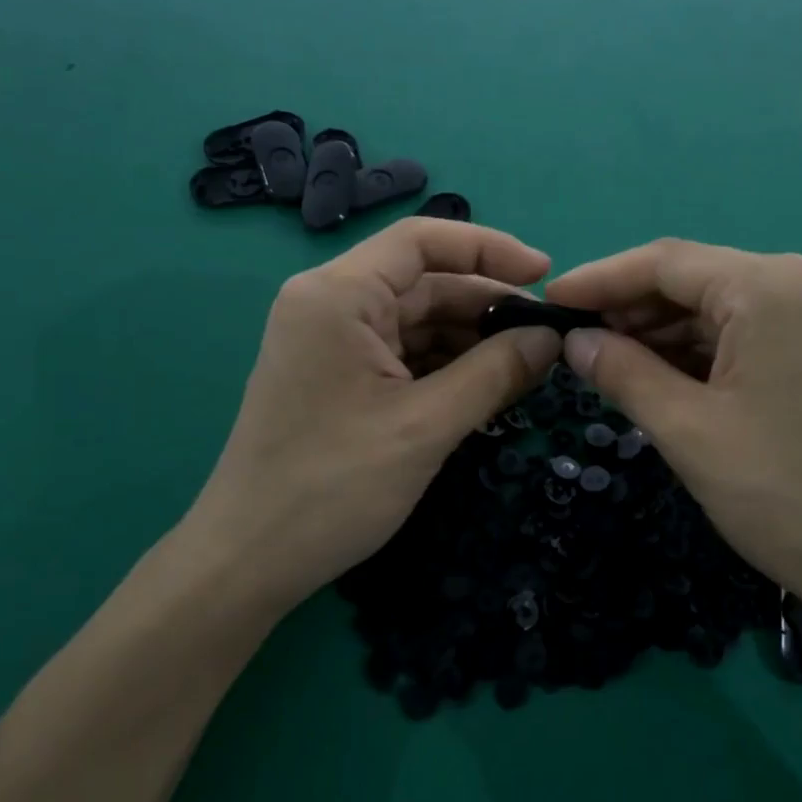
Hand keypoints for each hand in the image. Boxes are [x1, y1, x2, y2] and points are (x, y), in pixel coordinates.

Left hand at [190, 218, 561, 613]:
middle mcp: (330, 303)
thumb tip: (552, 338)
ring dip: (470, 341)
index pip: (422, 241)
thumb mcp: (426, 426)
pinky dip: (445, 366)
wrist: (249, 561)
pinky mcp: (336, 375)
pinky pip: (402, 353)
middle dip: (486, 307)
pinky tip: (485, 388)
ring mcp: (330, 341)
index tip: (545, 276)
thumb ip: (495, 373)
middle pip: (423, 283)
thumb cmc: (332, 486)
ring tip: (525, 368)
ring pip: (416, 321)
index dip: (489, 249)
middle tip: (546, 339)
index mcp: (338, 294)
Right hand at [545, 240, 801, 642]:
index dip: (598, 280)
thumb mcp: (688, 432)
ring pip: (721, 309)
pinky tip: (667, 379)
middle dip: (631, 310)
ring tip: (613, 367)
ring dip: (664, 334)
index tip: (548, 303)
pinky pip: (751, 334)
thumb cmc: (787, 495)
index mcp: (769, 286)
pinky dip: (703, 352)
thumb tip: (575, 341)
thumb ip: (622, 373)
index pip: (663, 263)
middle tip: (577, 345)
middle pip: (694, 281)